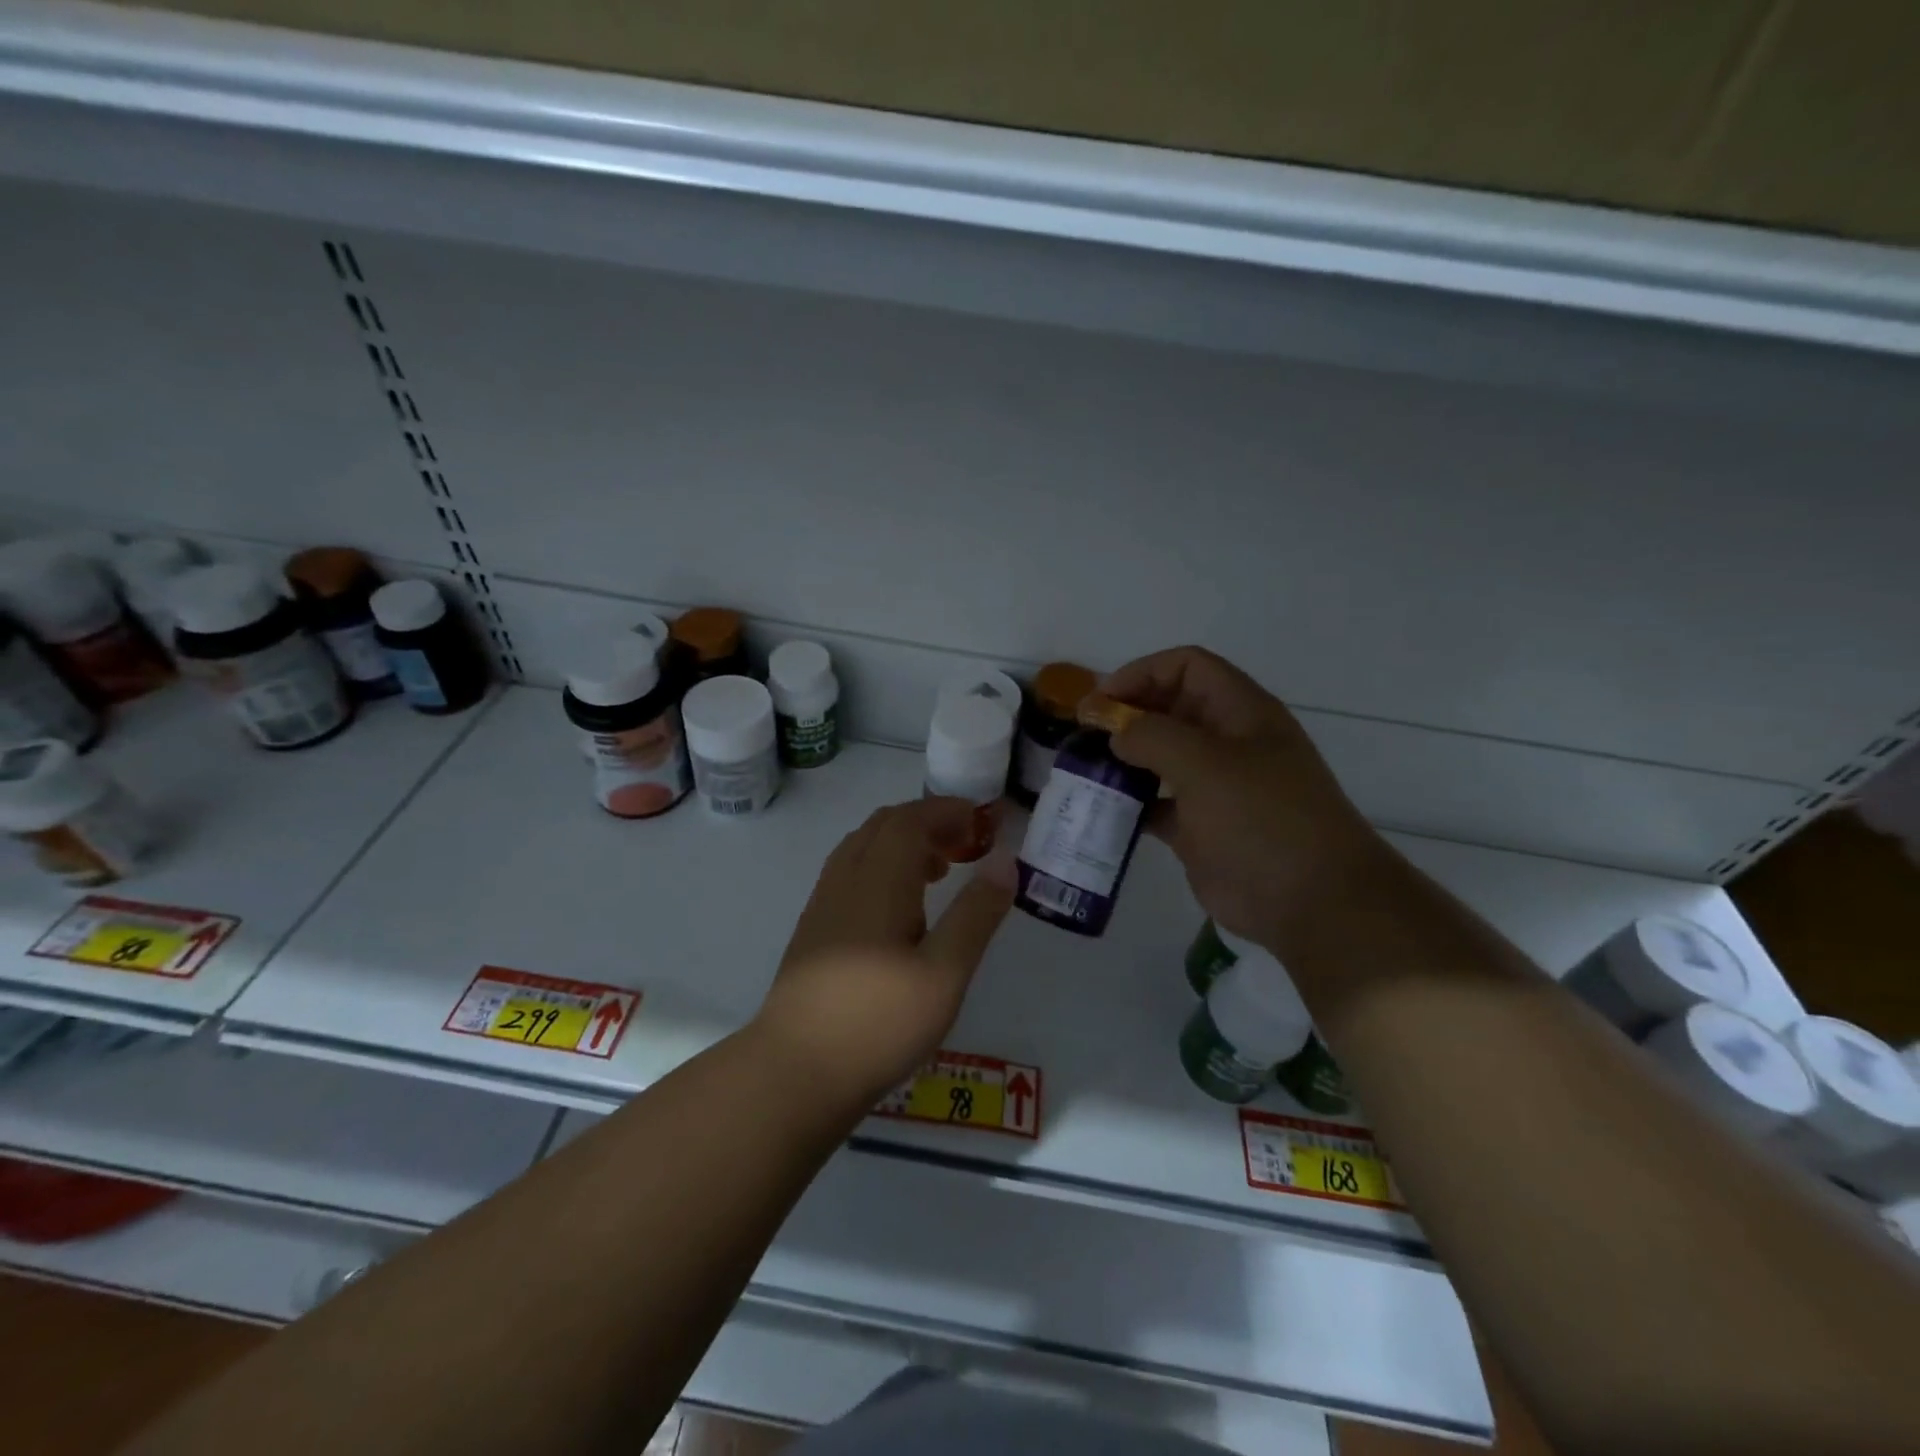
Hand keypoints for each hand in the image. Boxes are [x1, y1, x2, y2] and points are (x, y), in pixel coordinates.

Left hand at [753, 798, 1015, 1106]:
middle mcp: (846, 879)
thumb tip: (1004, 861)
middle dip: (927, 822)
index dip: (946, 811)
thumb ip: (976, 914)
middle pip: (884, 825)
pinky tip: (900, 909)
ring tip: (939, 871)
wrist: (795, 1071)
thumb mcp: (944, 973)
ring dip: (903, 843)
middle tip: (966, 844)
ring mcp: (823, 903)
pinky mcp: (813, 929)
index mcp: (879, 880)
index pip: (910, 819)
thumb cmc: (879, 1022)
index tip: (981, 821)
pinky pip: (851, 872)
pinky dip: (882, 866)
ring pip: (863, 847)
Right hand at [1099, 646, 1386, 959]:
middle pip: (1169, 709)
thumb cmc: (1261, 820)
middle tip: (1083, 734)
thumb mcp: (1205, 764)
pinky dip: (1129, 803)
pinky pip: (1156, 804)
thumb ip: (1151, 735)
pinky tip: (1101, 811)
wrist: (1311, 902)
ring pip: (1160, 757)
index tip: (1101, 701)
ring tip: (1084, 769)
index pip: (1186, 667)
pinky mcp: (1200, 827)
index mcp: (1240, 712)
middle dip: (1126, 714)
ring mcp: (1214, 787)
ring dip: (1123, 759)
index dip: (1142, 673)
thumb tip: (1115, 731)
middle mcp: (1227, 742)